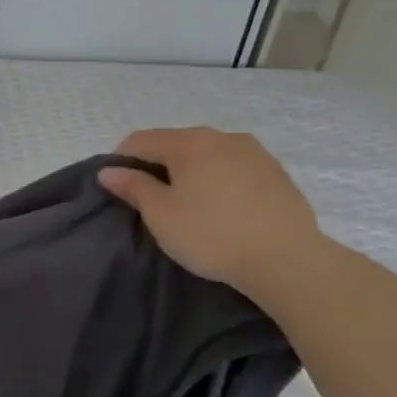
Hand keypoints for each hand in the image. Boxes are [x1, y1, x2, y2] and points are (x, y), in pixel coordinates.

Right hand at [98, 128, 320, 296]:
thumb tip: (108, 171)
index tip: (118, 188)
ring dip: (190, 170)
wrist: (288, 259)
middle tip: (150, 198)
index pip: (140, 140)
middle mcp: (222, 137)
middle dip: (157, 164)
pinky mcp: (277, 173)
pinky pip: (234, 167)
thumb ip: (133, 186)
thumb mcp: (160, 214)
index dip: (121, 160)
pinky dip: (218, 179)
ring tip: (187, 202)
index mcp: (189, 142)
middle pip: (175, 142)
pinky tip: (220, 206)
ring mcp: (255, 152)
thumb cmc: (211, 233)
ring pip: (207, 154)